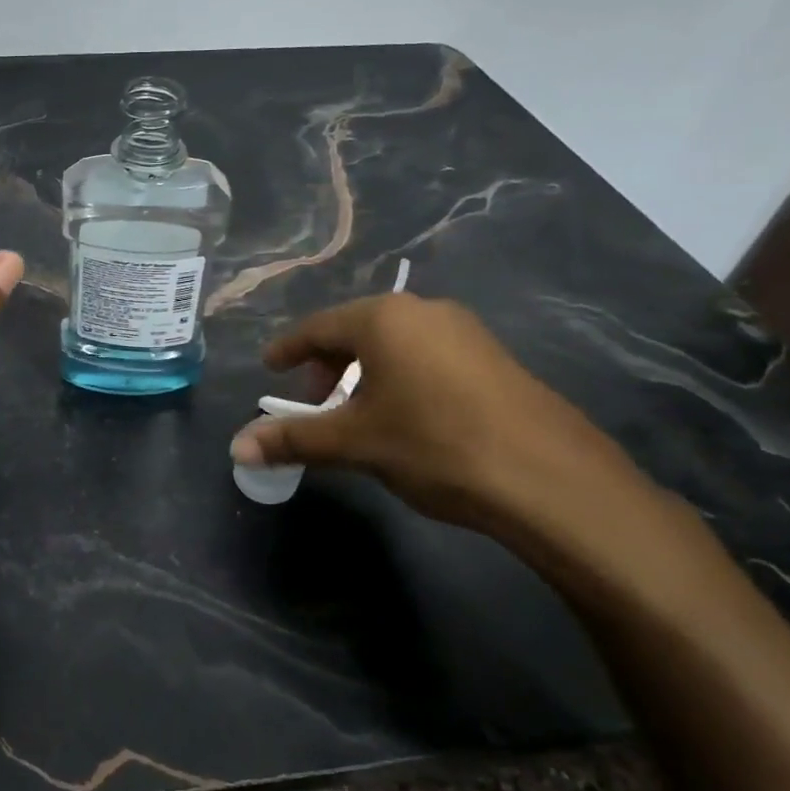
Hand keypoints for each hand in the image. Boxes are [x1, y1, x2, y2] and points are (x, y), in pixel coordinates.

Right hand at [230, 294, 671, 568]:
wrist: (552, 479)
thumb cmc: (436, 445)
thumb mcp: (356, 443)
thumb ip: (294, 439)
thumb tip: (237, 447)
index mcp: (383, 318)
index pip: (317, 327)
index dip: (288, 350)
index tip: (269, 367)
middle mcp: (423, 311)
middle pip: (356, 330)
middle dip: (327, 365)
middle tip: (314, 401)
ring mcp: (465, 331)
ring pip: (395, 343)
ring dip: (364, 372)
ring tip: (357, 413)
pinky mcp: (494, 358)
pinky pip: (427, 356)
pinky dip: (400, 377)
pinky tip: (406, 416)